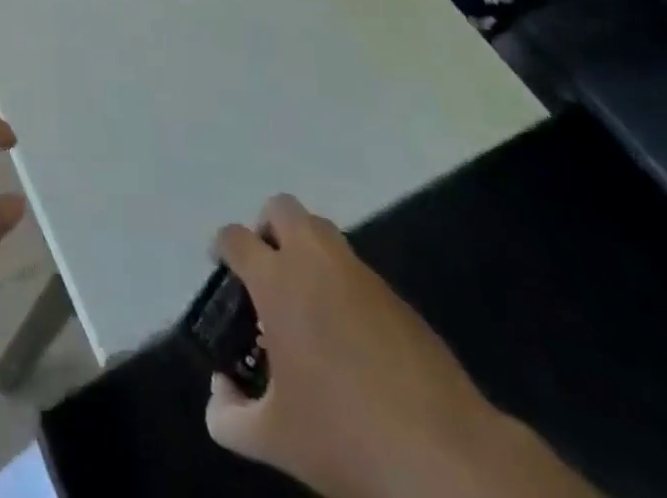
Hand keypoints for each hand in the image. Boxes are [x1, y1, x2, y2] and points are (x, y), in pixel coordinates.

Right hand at [205, 196, 504, 497]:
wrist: (447, 458)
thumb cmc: (346, 437)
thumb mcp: (274, 439)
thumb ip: (229, 414)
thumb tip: (220, 393)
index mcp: (277, 281)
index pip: (236, 237)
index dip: (222, 248)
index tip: (221, 269)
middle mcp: (315, 261)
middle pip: (281, 208)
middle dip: (266, 230)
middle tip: (265, 272)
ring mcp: (360, 273)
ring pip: (321, 230)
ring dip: (305, 249)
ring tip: (304, 302)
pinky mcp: (396, 296)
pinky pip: (355, 268)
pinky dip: (340, 283)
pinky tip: (346, 334)